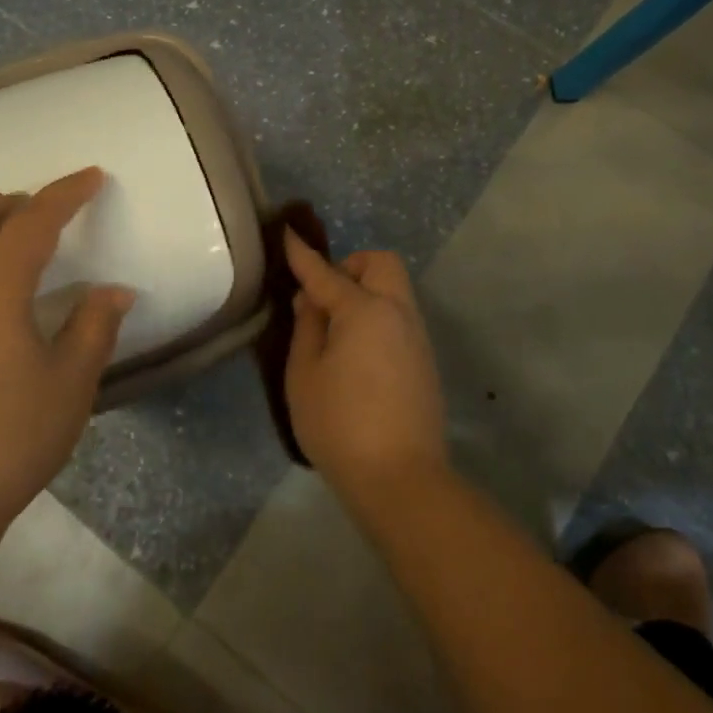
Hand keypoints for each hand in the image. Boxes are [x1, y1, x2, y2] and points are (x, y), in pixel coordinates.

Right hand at [283, 231, 448, 501]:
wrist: (400, 479)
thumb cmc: (340, 425)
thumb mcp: (305, 375)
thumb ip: (307, 328)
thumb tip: (312, 300)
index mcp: (364, 310)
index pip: (326, 272)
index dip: (303, 254)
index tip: (288, 233)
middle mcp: (397, 313)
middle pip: (380, 264)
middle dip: (351, 267)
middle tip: (324, 297)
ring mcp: (417, 337)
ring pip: (394, 290)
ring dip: (365, 293)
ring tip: (336, 330)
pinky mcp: (425, 361)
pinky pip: (399, 318)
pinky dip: (377, 317)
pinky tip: (357, 354)